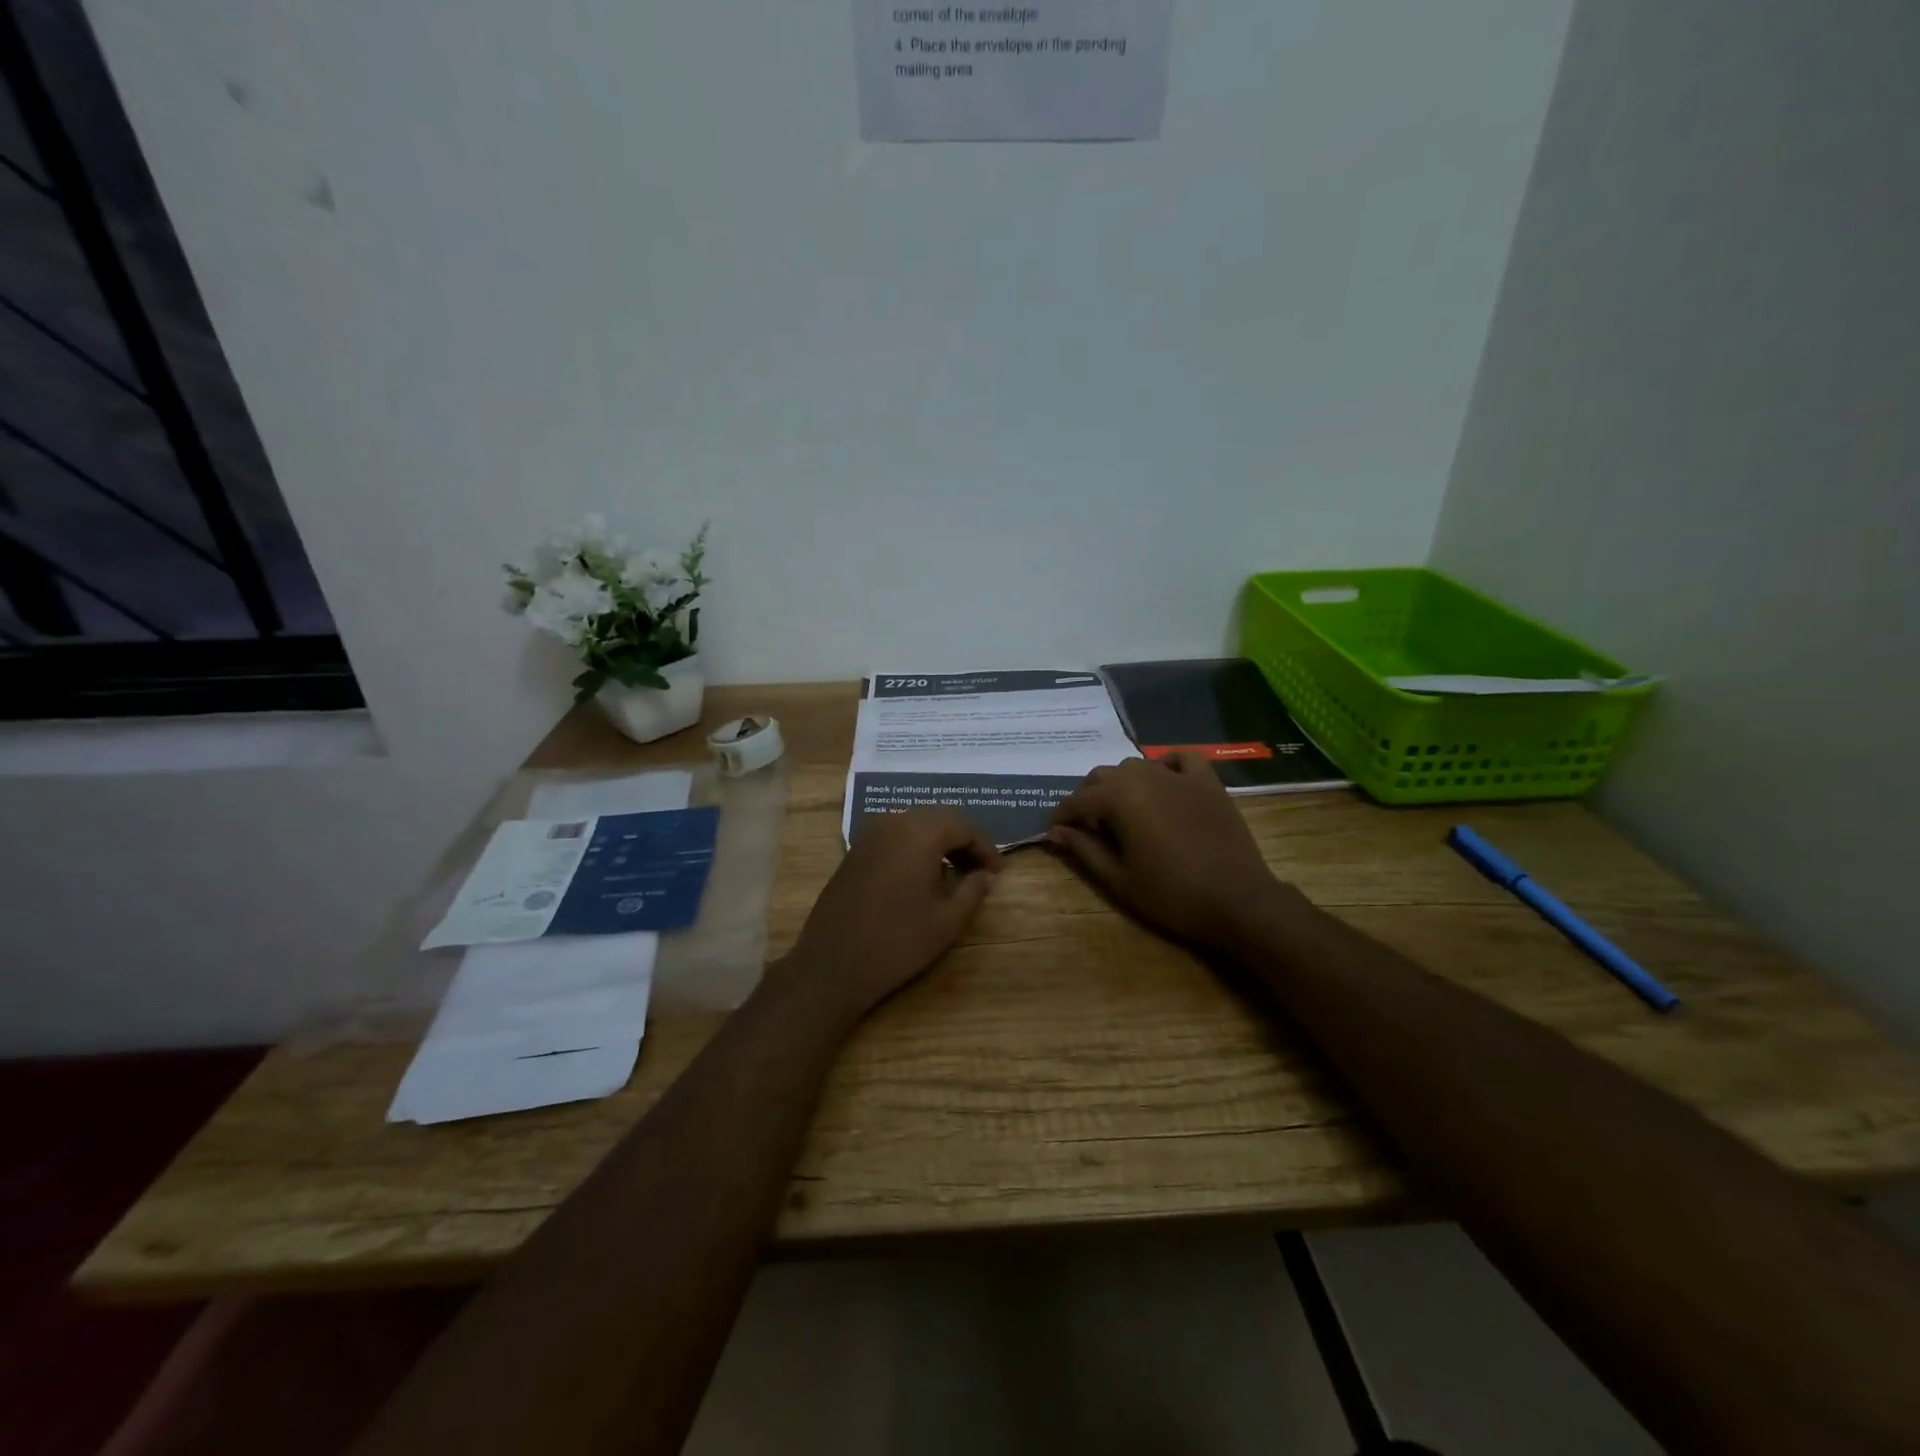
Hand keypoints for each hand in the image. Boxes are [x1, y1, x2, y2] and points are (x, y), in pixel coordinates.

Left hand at [773, 810, 1002, 1023]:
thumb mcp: (946, 921)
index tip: (998, 873)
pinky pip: (895, 835)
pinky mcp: (855, 850)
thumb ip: (972, 891)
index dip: (985, 847)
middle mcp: (893, 822)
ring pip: (915, 824)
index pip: (963, 826)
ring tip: (955, 874)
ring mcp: (869, 834)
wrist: (832, 964)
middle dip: (963, 841)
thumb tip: (987, 876)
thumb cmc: (897, 943)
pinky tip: (923, 875)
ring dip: (939, 843)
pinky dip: (915, 847)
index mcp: (919, 833)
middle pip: (939, 819)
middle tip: (980, 871)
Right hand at [1048, 755, 1284, 952]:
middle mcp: (1144, 776)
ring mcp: (1179, 776)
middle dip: (1089, 797)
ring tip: (1122, 810)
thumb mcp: (1118, 879)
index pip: (1078, 800)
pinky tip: (1164, 782)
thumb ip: (1084, 850)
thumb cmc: (1171, 894)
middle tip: (1088, 826)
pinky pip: (1182, 760)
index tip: (1055, 832)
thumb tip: (1055, 832)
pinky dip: (1167, 765)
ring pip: (1137, 766)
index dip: (1063, 816)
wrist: (1237, 901)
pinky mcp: (1208, 783)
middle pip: (1103, 776)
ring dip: (1122, 783)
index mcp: (1119, 798)